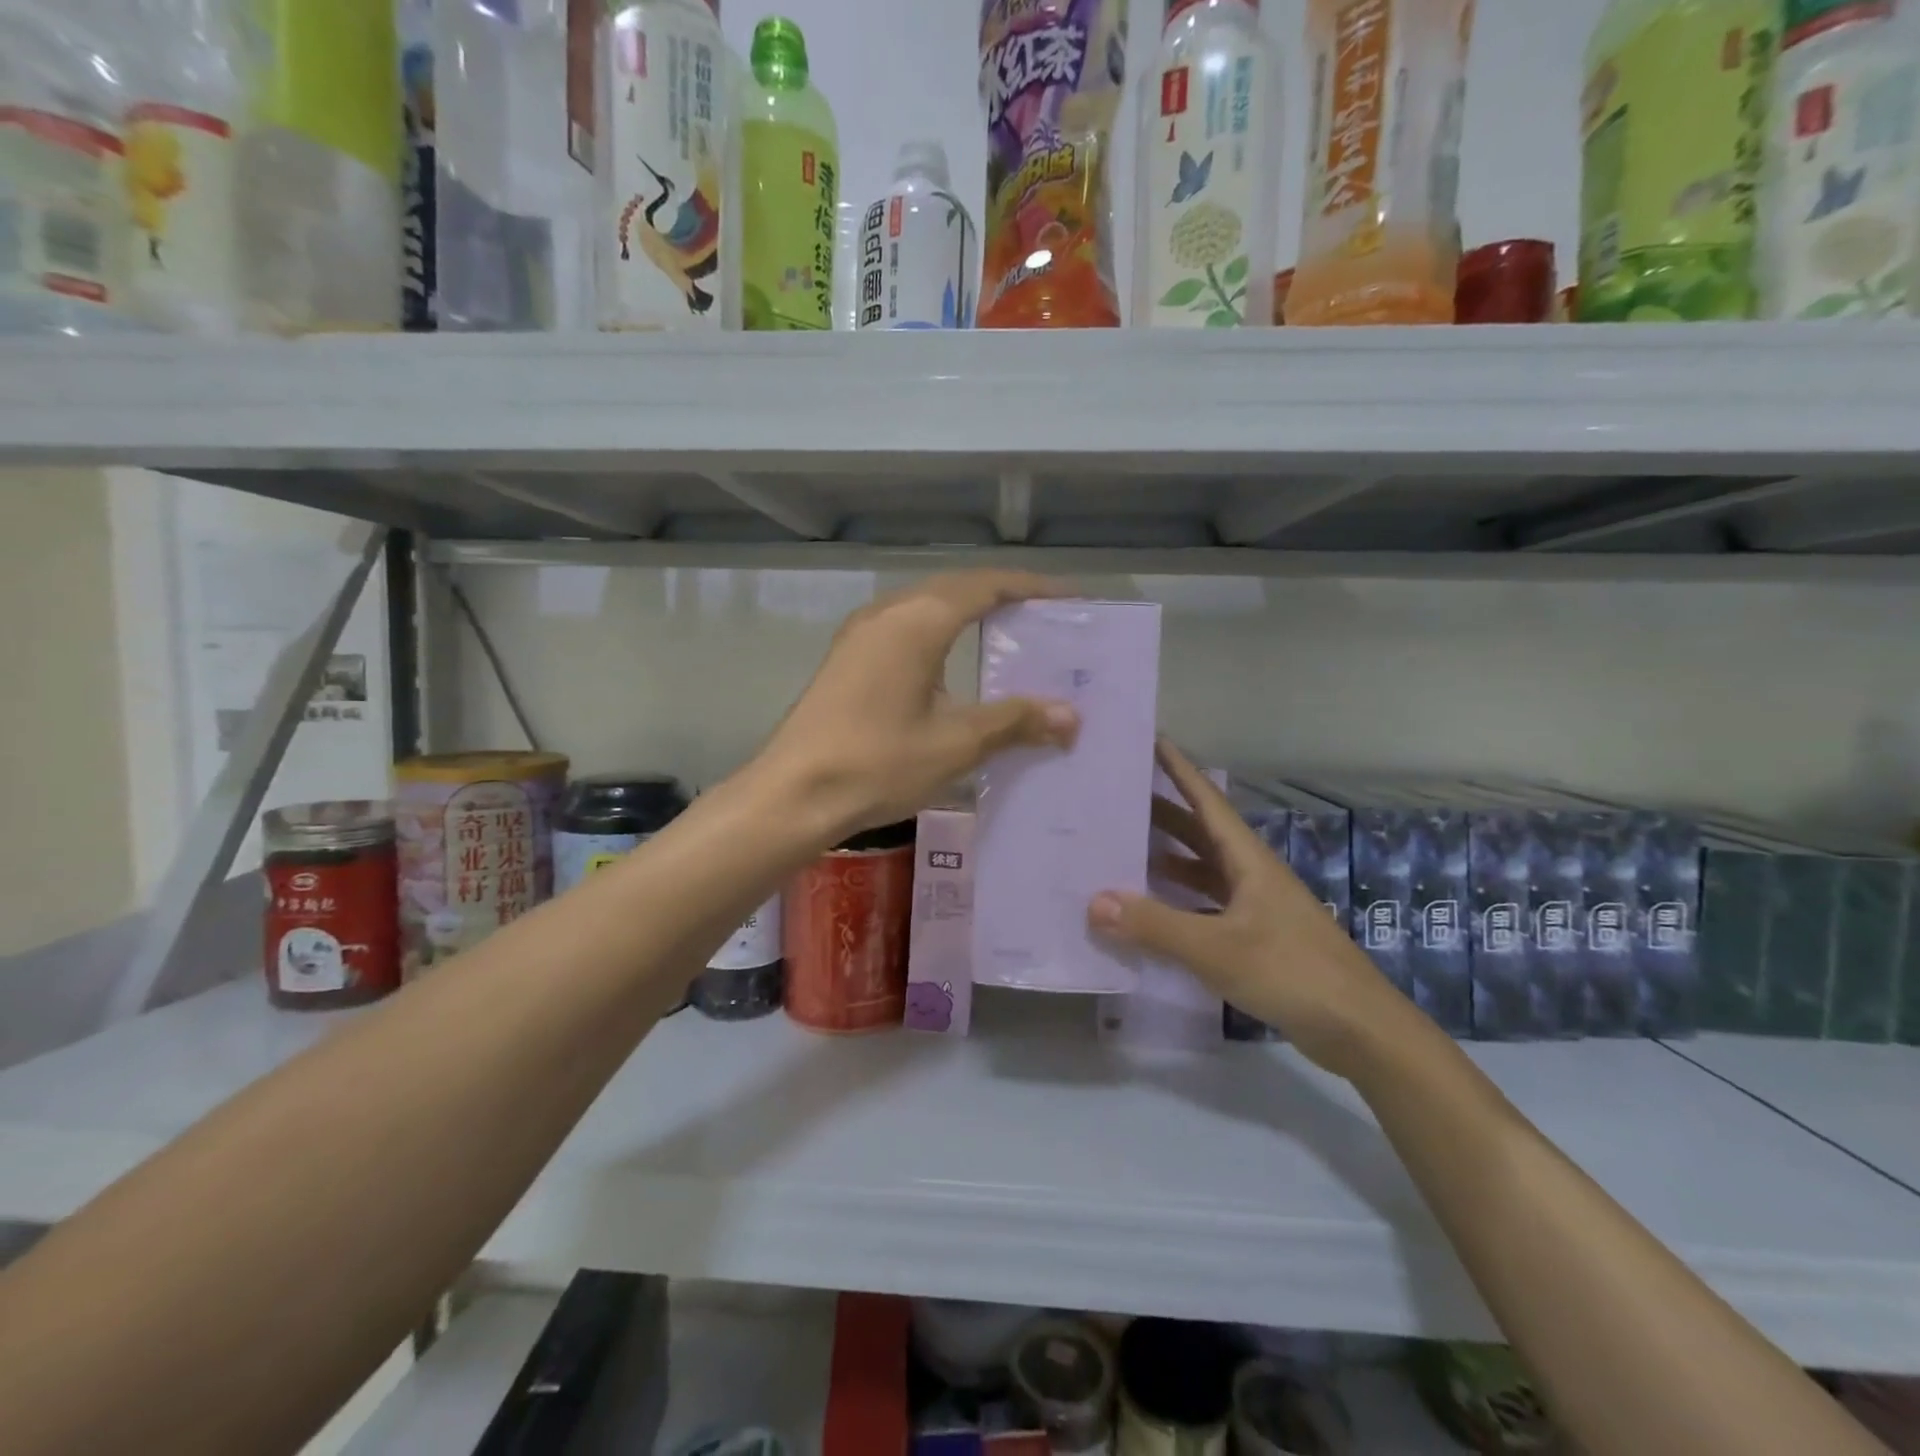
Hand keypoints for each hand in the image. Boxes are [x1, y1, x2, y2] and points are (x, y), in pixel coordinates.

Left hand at [760, 570, 1079, 841]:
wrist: (793, 794)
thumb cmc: (877, 763)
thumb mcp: (955, 744)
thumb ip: (1014, 721)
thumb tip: (1071, 716)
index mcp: (917, 621)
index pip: (985, 586)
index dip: (1030, 587)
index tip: (1068, 599)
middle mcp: (887, 613)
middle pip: (955, 588)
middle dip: (1002, 597)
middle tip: (1044, 619)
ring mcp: (861, 634)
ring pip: (926, 606)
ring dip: (967, 612)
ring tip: (1006, 636)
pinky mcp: (847, 657)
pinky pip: (905, 626)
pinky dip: (939, 632)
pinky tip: (952, 664)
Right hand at [1088, 743, 1406, 1077]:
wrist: (1359, 1030)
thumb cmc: (1292, 972)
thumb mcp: (1216, 948)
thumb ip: (1155, 925)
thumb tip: (1093, 901)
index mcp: (1247, 860)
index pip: (1206, 801)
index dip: (1179, 769)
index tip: (1149, 740)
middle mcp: (1250, 874)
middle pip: (1200, 832)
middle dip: (1161, 811)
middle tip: (1115, 797)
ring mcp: (1254, 907)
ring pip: (1202, 869)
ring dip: (1166, 857)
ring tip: (1121, 847)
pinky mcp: (1254, 938)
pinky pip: (1205, 905)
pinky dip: (1177, 901)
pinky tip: (1150, 910)